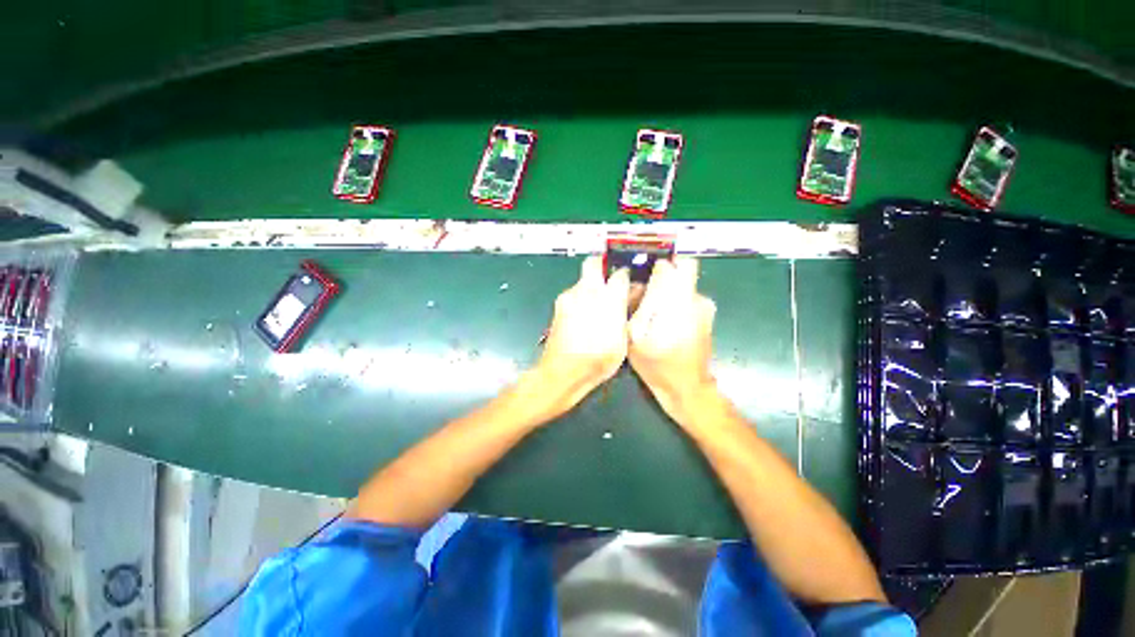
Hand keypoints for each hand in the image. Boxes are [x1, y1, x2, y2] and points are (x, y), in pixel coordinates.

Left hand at [532, 256, 630, 412]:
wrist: (563, 371)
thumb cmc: (598, 359)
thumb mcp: (622, 340)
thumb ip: (627, 312)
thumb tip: (633, 295)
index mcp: (608, 298)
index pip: (621, 274)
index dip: (627, 276)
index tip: (630, 282)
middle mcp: (587, 291)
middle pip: (594, 263)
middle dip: (603, 266)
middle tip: (611, 281)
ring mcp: (569, 297)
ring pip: (582, 279)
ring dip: (591, 285)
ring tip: (598, 304)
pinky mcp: (558, 305)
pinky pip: (573, 294)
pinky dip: (581, 298)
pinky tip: (585, 315)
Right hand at [628, 258, 718, 424]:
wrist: (686, 387)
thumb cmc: (656, 364)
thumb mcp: (635, 336)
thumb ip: (638, 304)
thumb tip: (640, 282)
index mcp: (678, 301)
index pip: (673, 264)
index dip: (656, 267)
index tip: (643, 276)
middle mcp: (696, 298)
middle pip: (681, 269)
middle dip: (662, 276)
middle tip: (645, 292)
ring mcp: (704, 306)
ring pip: (684, 283)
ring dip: (668, 290)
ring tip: (652, 311)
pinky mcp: (706, 314)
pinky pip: (687, 296)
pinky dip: (675, 301)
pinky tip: (664, 319)